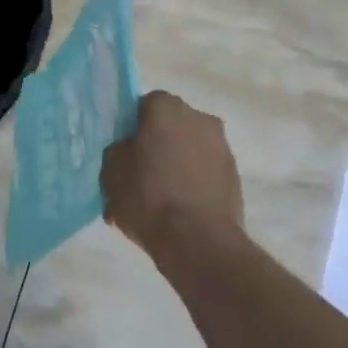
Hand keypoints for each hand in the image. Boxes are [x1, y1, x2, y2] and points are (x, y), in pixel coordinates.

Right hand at [102, 91, 243, 257]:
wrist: (198, 241)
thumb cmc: (148, 197)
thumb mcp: (112, 172)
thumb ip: (118, 150)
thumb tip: (128, 150)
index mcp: (167, 107)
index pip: (144, 106)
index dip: (132, 128)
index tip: (125, 152)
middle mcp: (200, 117)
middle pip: (170, 127)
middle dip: (157, 146)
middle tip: (139, 176)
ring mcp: (222, 147)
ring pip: (189, 150)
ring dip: (176, 166)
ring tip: (159, 201)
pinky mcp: (235, 176)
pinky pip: (205, 173)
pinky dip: (193, 184)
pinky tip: (179, 211)